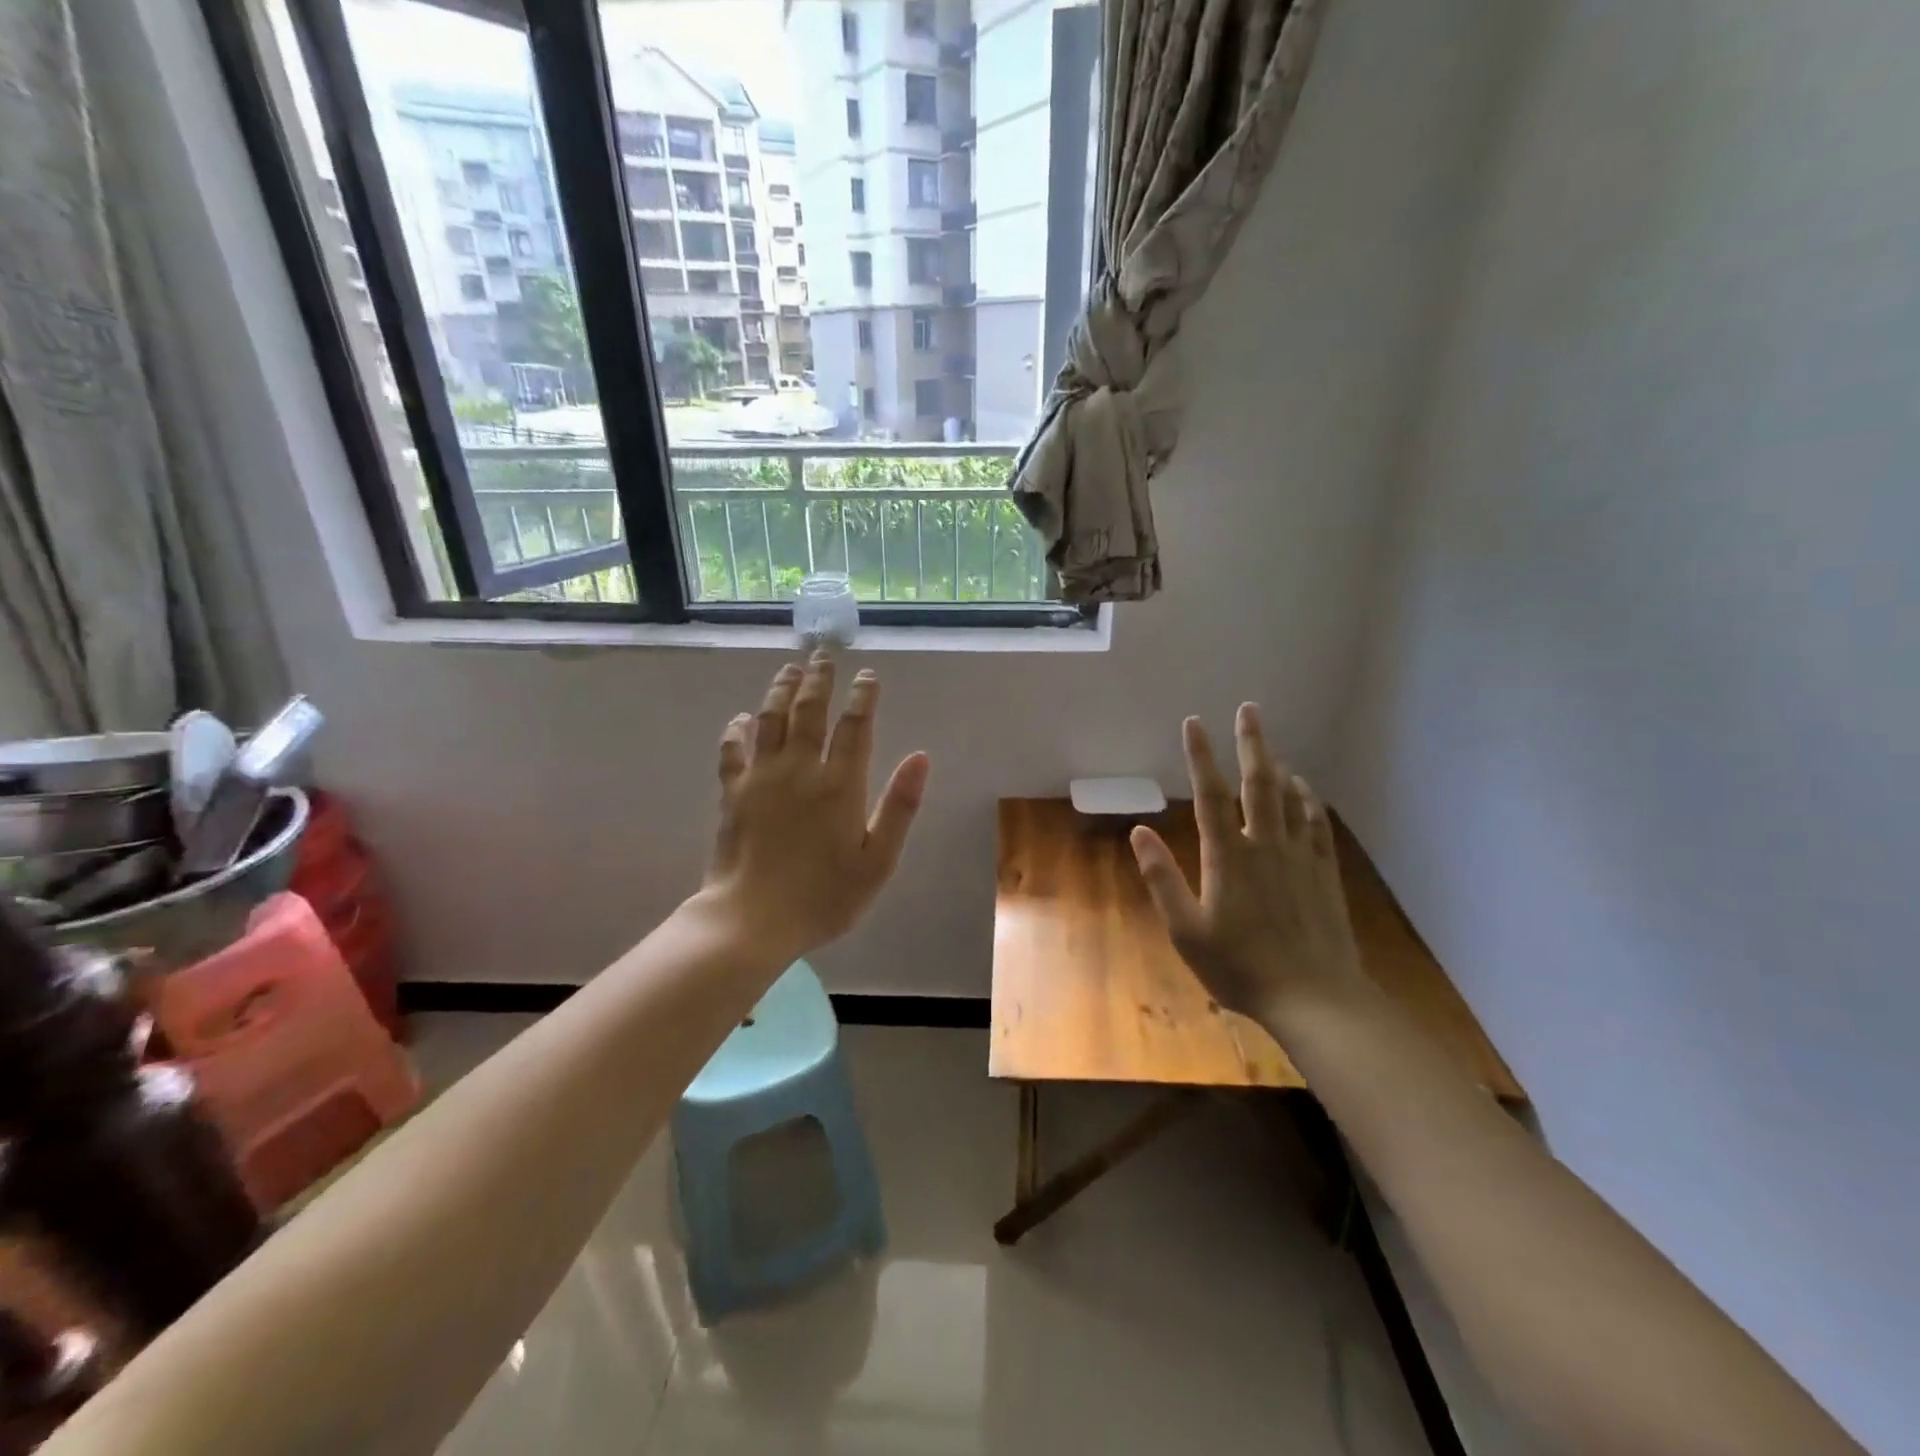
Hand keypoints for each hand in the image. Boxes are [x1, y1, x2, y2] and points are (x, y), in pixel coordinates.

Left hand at [701, 654, 929, 960]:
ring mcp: (761, 777)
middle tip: (824, 654)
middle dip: (819, 678)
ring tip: (790, 669)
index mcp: (840, 785)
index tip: (867, 675)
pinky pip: (733, 750)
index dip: (863, 696)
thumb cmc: (824, 897)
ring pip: (771, 719)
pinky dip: (737, 729)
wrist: (751, 920)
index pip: (854, 726)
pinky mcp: (732, 792)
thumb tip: (921, 757)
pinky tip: (741, 718)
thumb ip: (900, 806)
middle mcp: (800, 769)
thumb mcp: (878, 860)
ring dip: (781, 689)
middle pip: (810, 710)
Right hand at [1130, 705, 1363, 1029]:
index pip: (1209, 795)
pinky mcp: (1324, 874)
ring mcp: (1300, 857)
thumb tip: (1139, 832)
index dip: (1200, 756)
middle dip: (1251, 743)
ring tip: (1269, 745)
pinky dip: (1308, 800)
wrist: (1315, 998)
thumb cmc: (1241, 967)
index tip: (1193, 723)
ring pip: (1290, 798)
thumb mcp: (1186, 931)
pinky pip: (1316, 825)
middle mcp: (1265, 845)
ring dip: (1278, 765)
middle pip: (1257, 783)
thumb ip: (1162, 879)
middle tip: (1249, 709)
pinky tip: (1304, 789)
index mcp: (1228, 857)